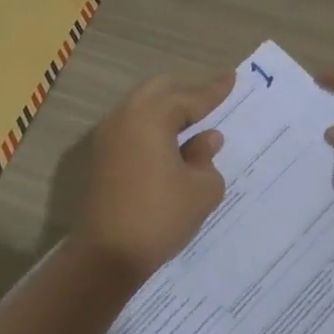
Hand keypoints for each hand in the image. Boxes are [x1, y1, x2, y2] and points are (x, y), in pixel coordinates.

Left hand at [73, 72, 232, 281]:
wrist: (107, 255)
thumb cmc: (160, 216)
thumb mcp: (201, 189)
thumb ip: (207, 157)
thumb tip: (205, 139)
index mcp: (151, 117)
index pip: (189, 97)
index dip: (214, 90)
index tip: (232, 78)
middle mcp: (125, 117)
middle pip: (160, 90)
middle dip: (187, 94)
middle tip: (211, 104)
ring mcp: (108, 136)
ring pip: (142, 107)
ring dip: (167, 111)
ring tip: (192, 125)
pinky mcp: (101, 157)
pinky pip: (132, 126)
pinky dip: (153, 127)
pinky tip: (170, 145)